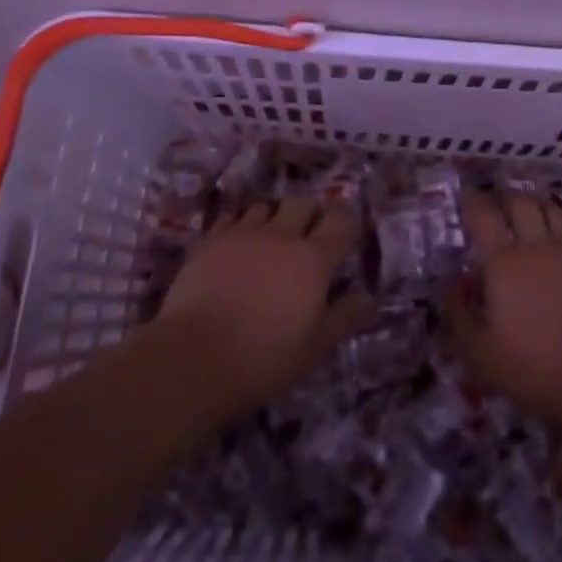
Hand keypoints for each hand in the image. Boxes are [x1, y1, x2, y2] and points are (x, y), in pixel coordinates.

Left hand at [156, 196, 369, 417]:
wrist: (193, 357)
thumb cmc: (263, 357)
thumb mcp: (314, 347)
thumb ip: (343, 317)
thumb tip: (368, 298)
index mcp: (313, 259)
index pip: (339, 221)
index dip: (345, 221)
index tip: (344, 231)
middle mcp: (280, 235)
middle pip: (301, 203)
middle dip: (308, 213)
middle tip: (307, 235)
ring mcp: (241, 234)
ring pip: (264, 207)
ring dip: (272, 217)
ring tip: (269, 238)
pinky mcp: (209, 241)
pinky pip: (230, 218)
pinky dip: (239, 225)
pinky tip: (236, 243)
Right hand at [444, 186, 561, 427]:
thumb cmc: (537, 368)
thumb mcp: (481, 355)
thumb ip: (459, 317)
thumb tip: (450, 288)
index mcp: (504, 263)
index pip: (484, 216)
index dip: (472, 201)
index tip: (466, 196)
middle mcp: (537, 246)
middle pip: (521, 203)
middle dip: (505, 197)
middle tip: (497, 203)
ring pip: (553, 209)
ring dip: (537, 202)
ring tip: (529, 207)